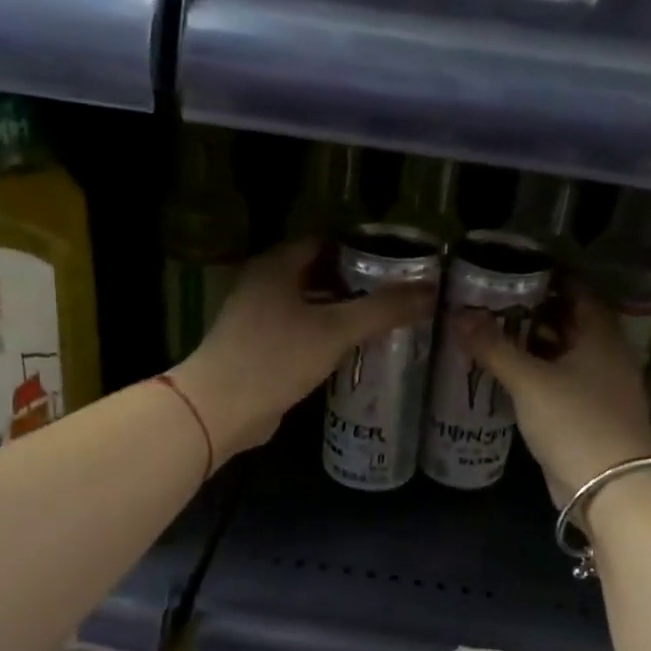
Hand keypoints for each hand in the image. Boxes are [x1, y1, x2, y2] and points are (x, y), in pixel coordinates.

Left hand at [174, 239, 436, 462]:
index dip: (362, 249)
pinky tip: (353, 349)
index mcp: (276, 265)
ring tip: (384, 320)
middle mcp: (264, 284)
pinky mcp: (259, 349)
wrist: (221, 408)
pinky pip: (301, 332)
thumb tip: (429, 292)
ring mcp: (258, 317)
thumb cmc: (276, 357)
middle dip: (356, 282)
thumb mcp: (335, 330)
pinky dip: (325, 335)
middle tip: (397, 293)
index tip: (397, 262)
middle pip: (319, 273)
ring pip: (310, 305)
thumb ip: (382, 310)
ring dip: (342, 311)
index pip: (326, 242)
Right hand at [454, 286, 650, 505]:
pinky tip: (508, 374)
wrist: (610, 488)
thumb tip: (458, 314)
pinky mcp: (588, 416)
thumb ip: (494, 347)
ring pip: (564, 354)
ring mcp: (600, 388)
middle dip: (536, 310)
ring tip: (493, 332)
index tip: (516, 270)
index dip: (551, 277)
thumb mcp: (529, 381)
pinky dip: (537, 373)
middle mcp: (606, 356)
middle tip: (494, 300)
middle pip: (571, 322)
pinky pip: (561, 382)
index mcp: (601, 337)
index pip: (579, 292)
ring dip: (534, 343)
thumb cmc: (575, 422)